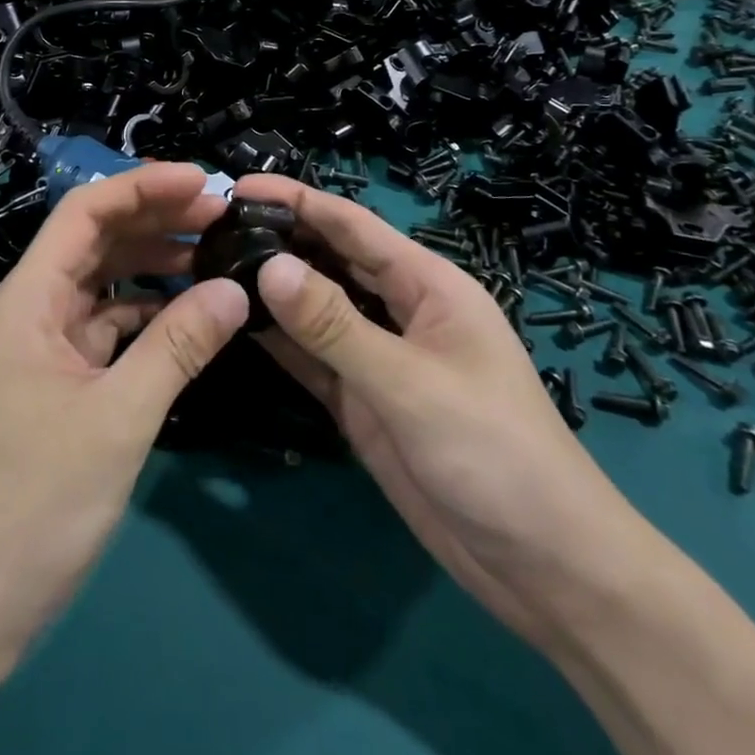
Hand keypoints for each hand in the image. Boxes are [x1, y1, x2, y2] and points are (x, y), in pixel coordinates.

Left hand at [0, 162, 247, 690]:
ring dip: (152, 268)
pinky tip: (186, 320)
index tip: (205, 182)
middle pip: (94, 242)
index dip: (145, 187)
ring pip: (101, 287)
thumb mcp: (116, 421)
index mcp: (28, 300)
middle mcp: (28, 311)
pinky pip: (103, 332)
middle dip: (156, 221)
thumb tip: (236, 289)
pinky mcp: (51, 388)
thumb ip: (178, 347)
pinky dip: (144, 318)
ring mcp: (38, 351)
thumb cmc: (29, 507)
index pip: (86, 213)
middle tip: (223, 216)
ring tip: (213, 257)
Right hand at [235, 174, 648, 638]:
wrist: (545, 569)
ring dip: (272, 289)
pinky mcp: (363, 401)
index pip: (351, 225)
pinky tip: (236, 324)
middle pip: (330, 260)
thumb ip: (336, 325)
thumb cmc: (495, 454)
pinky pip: (313, 358)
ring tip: (211, 266)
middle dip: (278, 238)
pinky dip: (279, 340)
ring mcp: (379, 358)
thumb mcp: (411, 383)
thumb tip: (268, 265)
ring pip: (316, 308)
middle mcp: (399, 310)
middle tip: (209, 229)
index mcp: (427, 285)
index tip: (236, 185)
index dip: (297, 199)